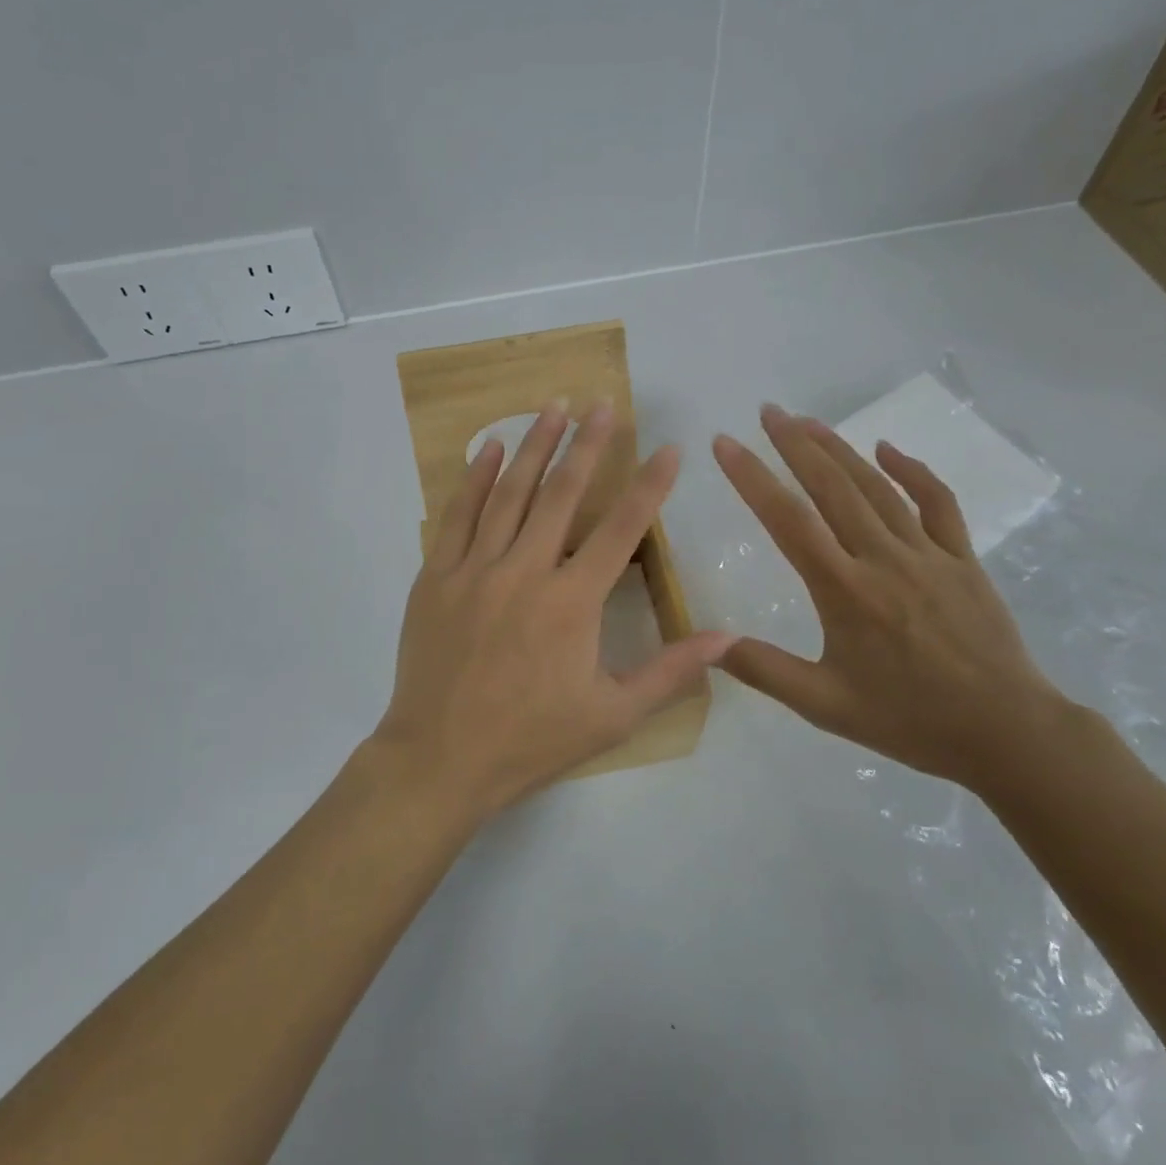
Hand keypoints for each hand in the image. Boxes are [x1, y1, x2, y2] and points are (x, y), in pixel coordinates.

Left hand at [374, 401, 733, 820]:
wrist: (439, 760)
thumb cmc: (531, 740)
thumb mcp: (613, 715)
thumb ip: (671, 672)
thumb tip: (728, 638)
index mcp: (572, 602)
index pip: (622, 530)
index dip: (649, 486)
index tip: (669, 449)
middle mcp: (525, 571)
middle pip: (562, 494)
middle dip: (587, 445)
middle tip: (603, 404)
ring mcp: (476, 569)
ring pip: (509, 493)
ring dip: (534, 446)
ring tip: (553, 406)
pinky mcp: (437, 576)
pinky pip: (457, 515)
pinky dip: (475, 478)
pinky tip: (490, 448)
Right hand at [711, 404, 1064, 789]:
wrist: (1007, 732)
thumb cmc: (910, 720)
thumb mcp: (826, 706)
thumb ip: (765, 670)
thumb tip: (709, 644)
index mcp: (845, 591)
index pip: (788, 520)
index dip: (752, 477)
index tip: (725, 444)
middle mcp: (883, 559)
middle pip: (831, 487)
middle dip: (795, 444)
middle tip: (768, 411)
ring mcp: (928, 553)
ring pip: (877, 486)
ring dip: (839, 448)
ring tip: (808, 421)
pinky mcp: (962, 558)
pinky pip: (937, 502)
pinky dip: (912, 470)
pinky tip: (887, 449)